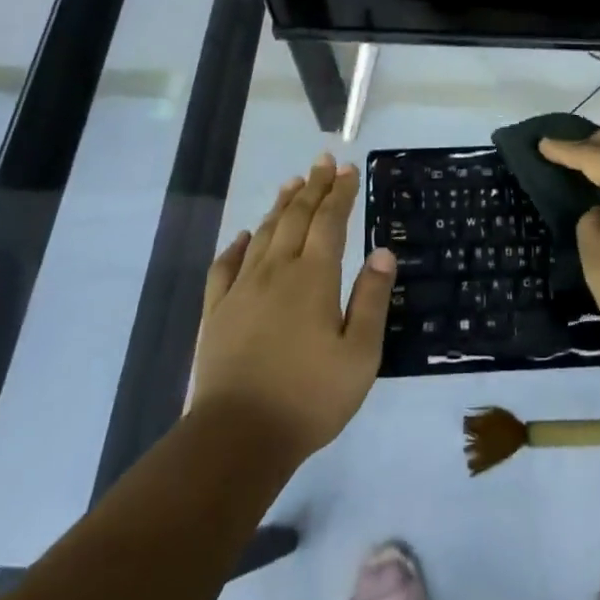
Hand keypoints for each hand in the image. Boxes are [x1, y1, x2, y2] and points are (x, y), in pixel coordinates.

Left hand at [191, 154, 396, 465]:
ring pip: (263, 235)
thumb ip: (371, 299)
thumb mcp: (359, 354)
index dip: (340, 193)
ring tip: (292, 184)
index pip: (330, 222)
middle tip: (323, 161)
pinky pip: (224, 267)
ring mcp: (241, 290)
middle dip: (313, 187)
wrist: (237, 438)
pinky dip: (236, 246)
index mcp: (313, 278)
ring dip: (280, 206)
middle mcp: (276, 272)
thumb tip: (383, 252)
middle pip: (296, 217)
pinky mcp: (216, 313)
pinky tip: (243, 236)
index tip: (348, 168)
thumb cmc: (309, 397)